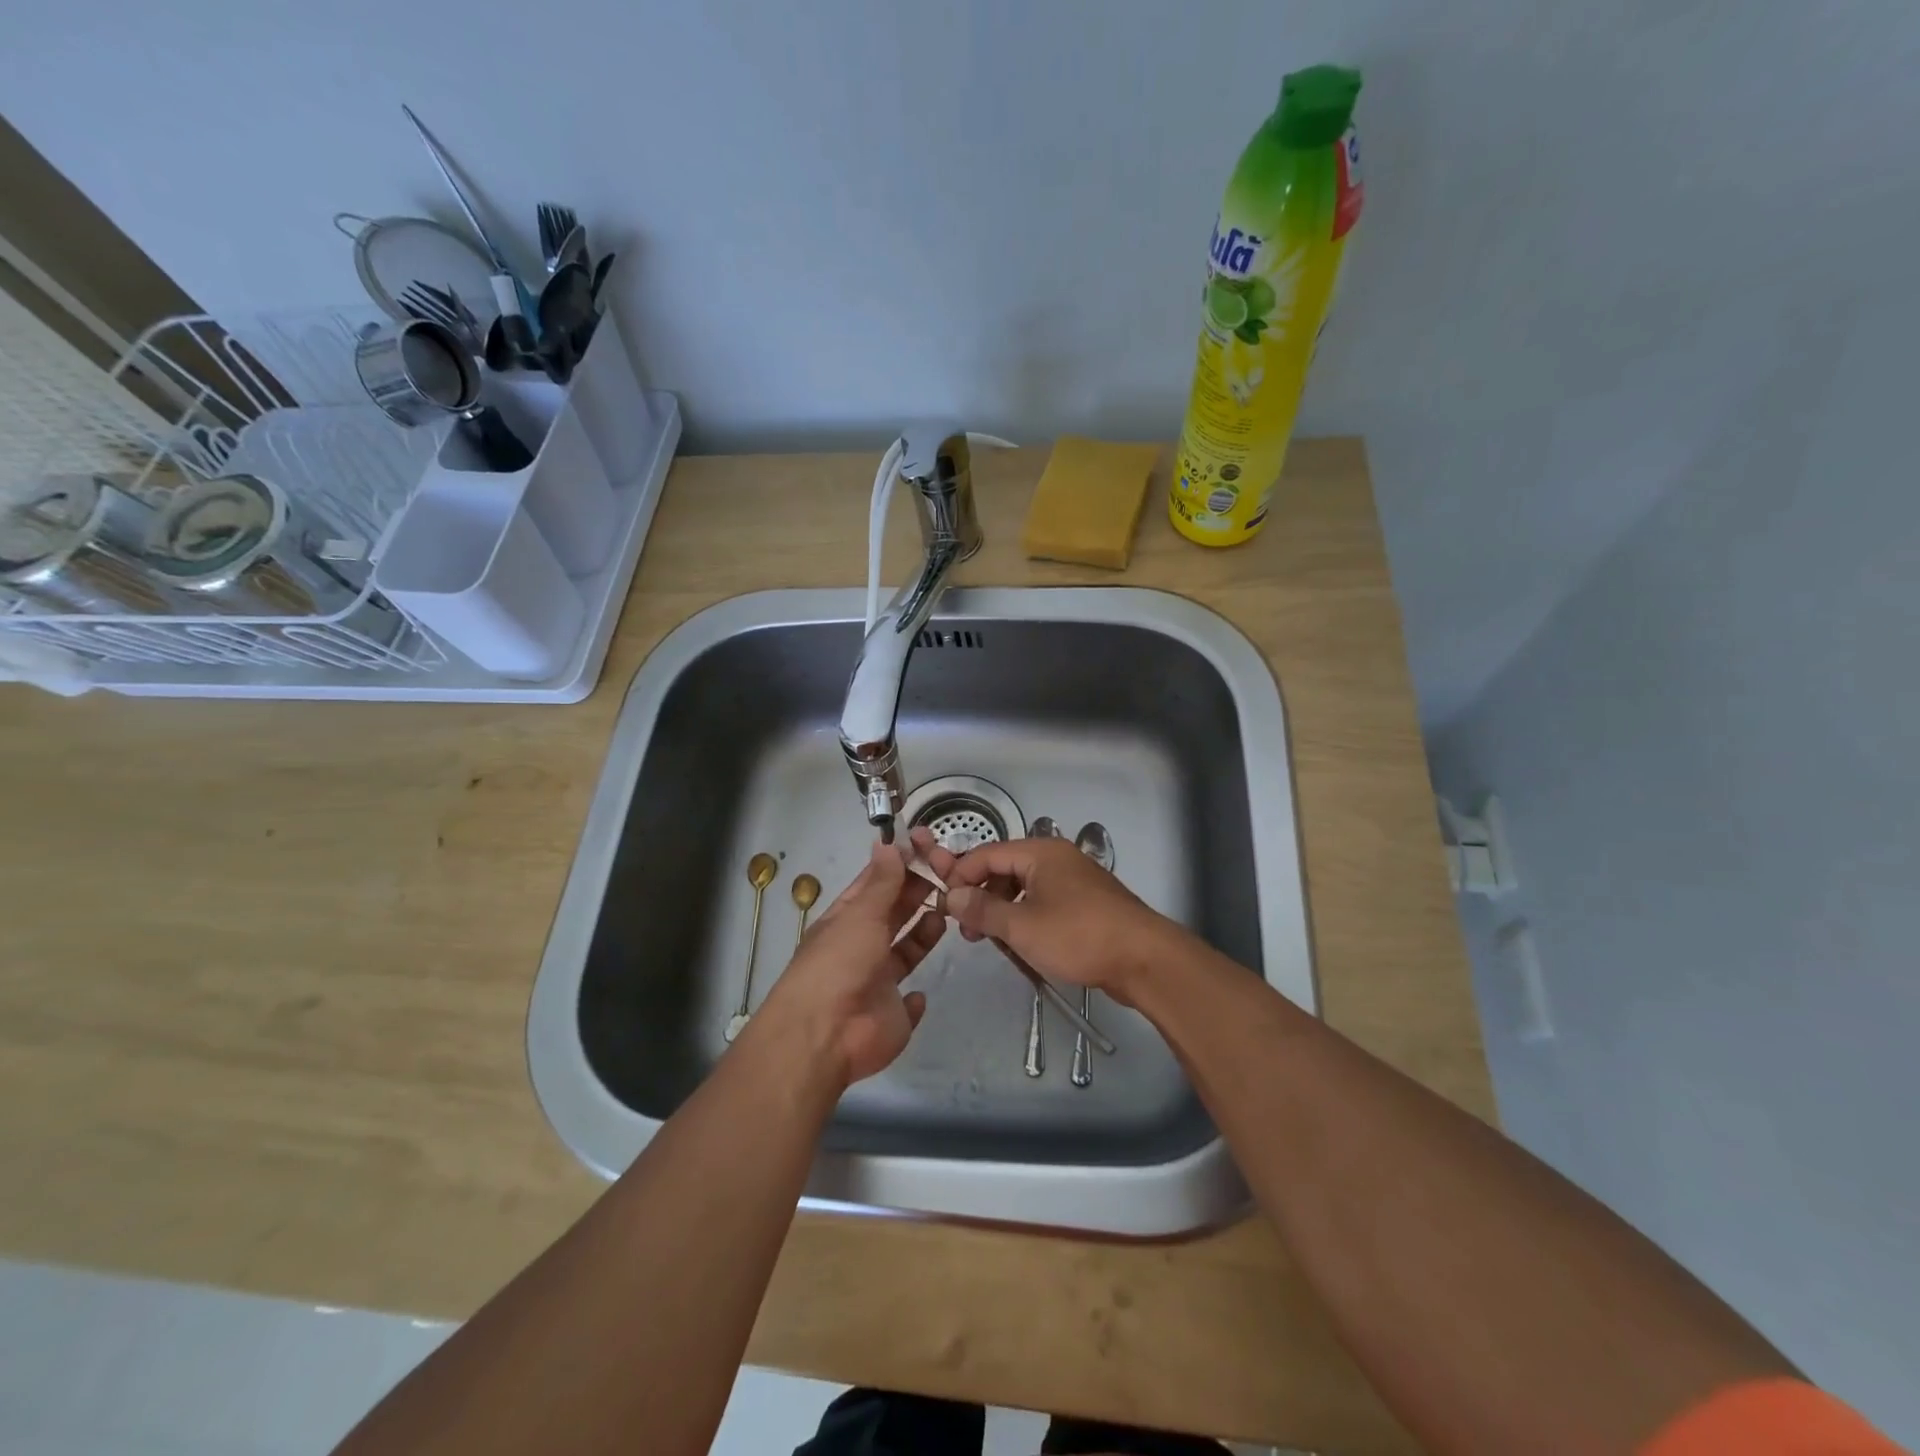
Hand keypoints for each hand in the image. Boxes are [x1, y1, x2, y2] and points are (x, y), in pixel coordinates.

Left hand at [754, 836, 954, 1086]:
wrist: (826, 1035)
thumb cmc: (839, 964)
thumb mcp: (860, 915)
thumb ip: (881, 883)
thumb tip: (887, 843)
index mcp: (846, 920)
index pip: (874, 886)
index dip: (898, 866)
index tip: (927, 847)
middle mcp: (861, 947)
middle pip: (893, 914)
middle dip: (917, 893)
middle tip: (949, 873)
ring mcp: (876, 982)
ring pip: (906, 951)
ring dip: (925, 932)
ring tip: (950, 909)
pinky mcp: (893, 1015)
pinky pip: (909, 1003)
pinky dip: (917, 996)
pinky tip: (924, 987)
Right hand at [942, 835, 1172, 1003]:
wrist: (1144, 959)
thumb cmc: (1079, 936)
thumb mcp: (1022, 926)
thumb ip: (983, 910)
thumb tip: (952, 897)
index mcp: (1040, 852)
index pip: (986, 853)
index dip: (961, 876)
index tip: (945, 906)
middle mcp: (1056, 858)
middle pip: (1004, 868)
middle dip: (981, 895)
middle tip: (967, 930)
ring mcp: (1073, 879)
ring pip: (1023, 887)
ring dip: (1002, 909)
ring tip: (991, 940)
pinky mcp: (1084, 903)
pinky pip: (1043, 901)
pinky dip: (1025, 916)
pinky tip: (1020, 942)